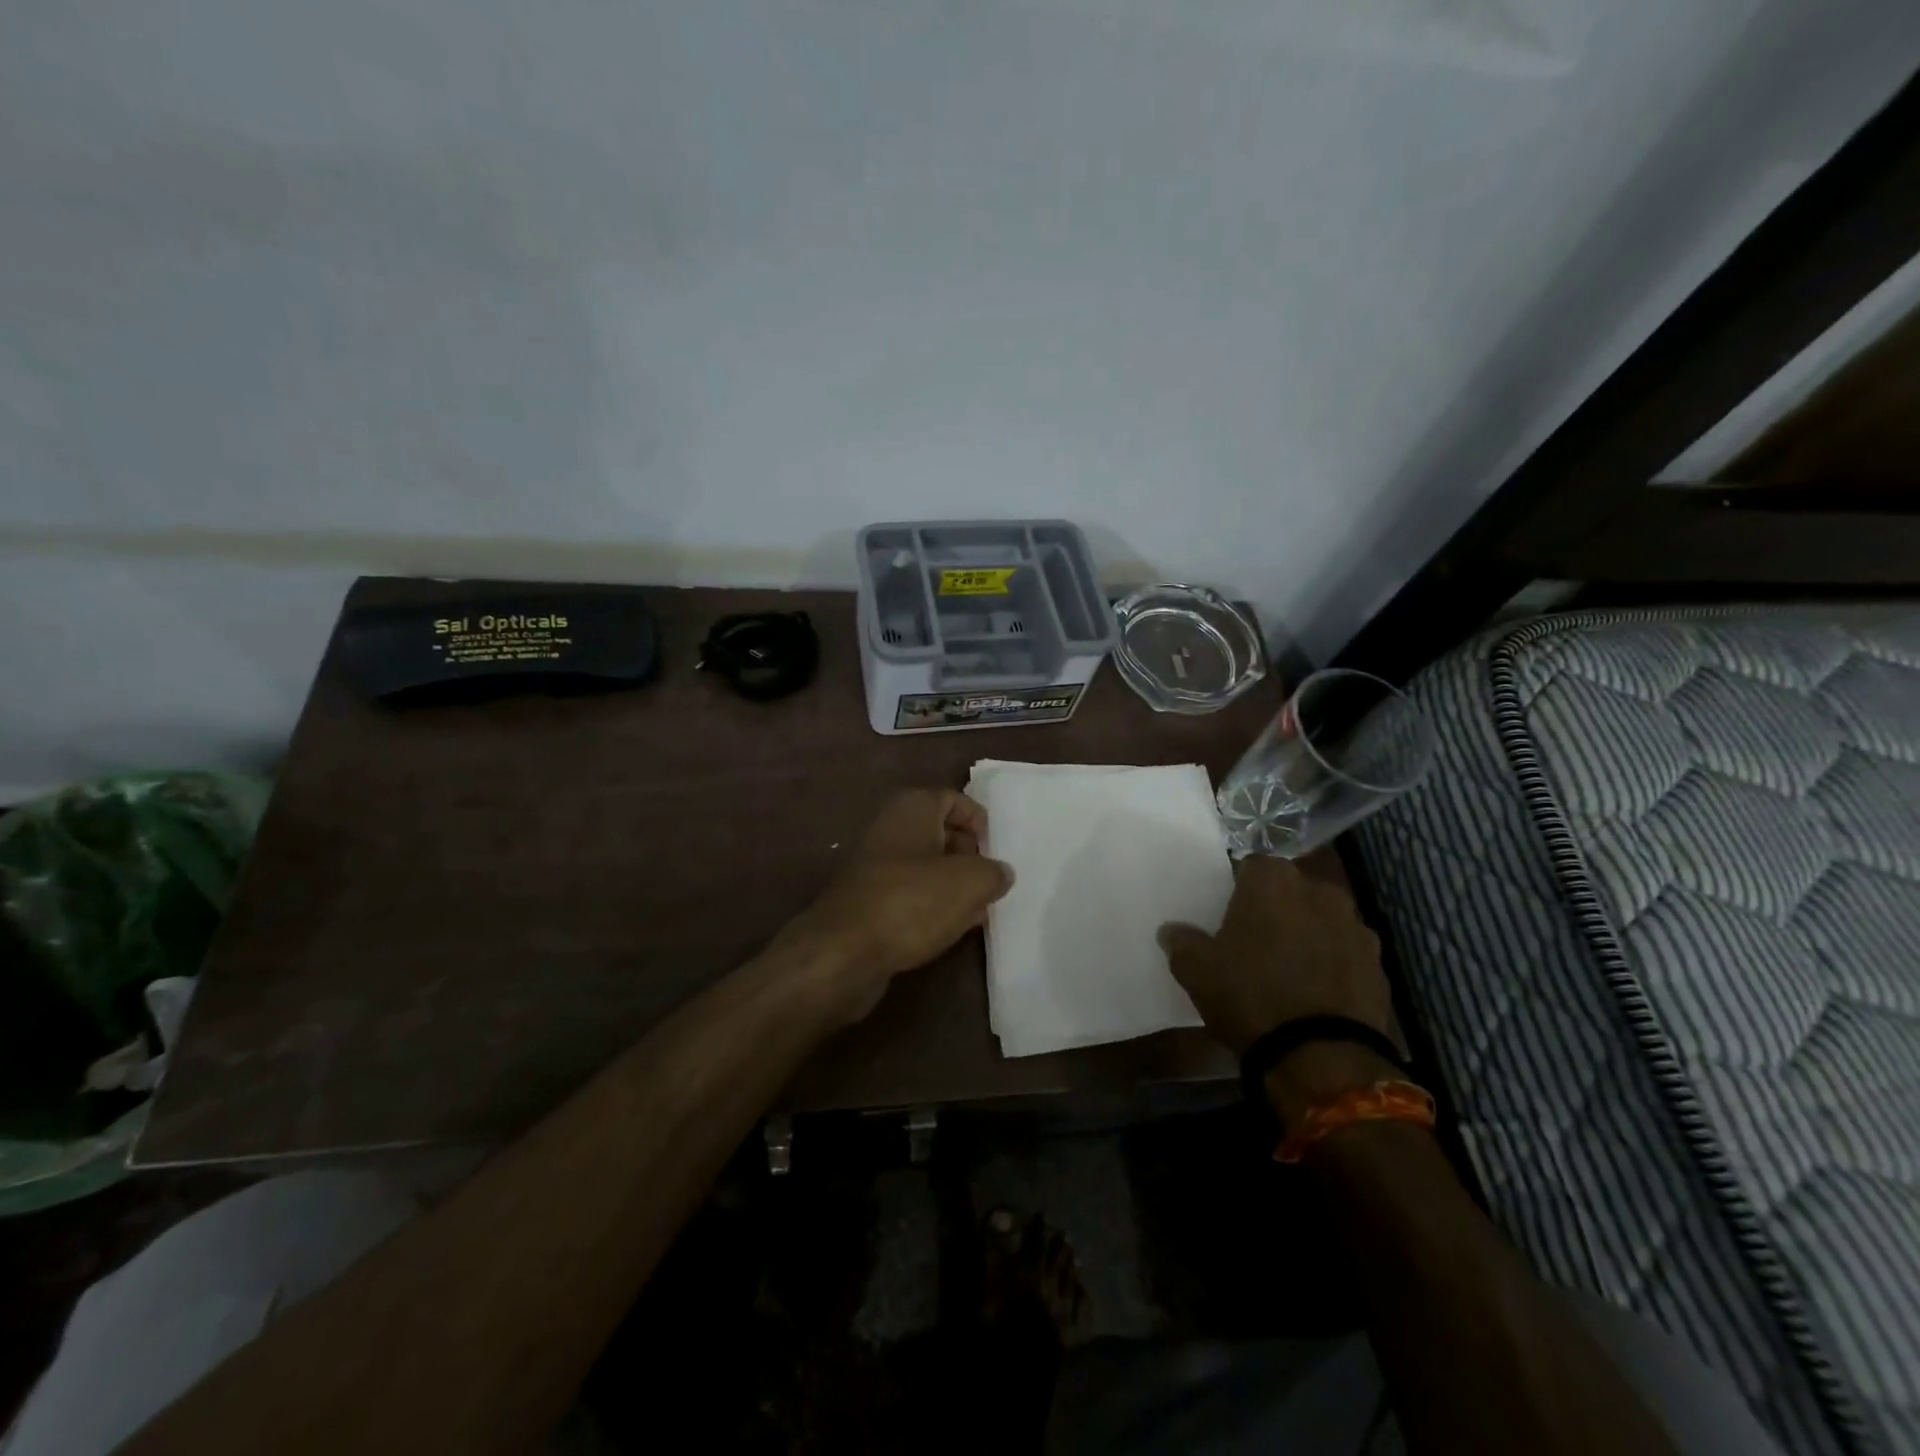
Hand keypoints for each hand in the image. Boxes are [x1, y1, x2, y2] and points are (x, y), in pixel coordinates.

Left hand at [776, 789, 1014, 1022]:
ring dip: (953, 887)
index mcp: (912, 808)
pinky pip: (911, 896)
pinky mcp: (870, 902)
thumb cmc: (911, 901)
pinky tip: (951, 930)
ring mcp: (876, 867)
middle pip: (941, 833)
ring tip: (979, 911)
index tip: (994, 851)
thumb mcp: (969, 882)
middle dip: (969, 857)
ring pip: (926, 868)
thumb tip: (1000, 874)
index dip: (978, 821)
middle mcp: (891, 829)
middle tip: (991, 883)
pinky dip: (932, 908)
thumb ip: (993, 873)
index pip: (953, 799)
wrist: (843, 952)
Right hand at [1159, 857, 1397, 1118]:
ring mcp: (1355, 927)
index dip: (1238, 890)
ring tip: (1288, 970)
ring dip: (1307, 934)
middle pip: (1291, 891)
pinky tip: (1315, 992)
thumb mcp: (1196, 970)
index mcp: (1273, 881)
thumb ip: (1182, 942)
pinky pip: (1345, 953)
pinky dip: (1332, 964)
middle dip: (1276, 909)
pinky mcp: (1379, 964)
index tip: (1227, 916)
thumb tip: (1172, 931)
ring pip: (1321, 920)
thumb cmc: (1250, 996)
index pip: (1251, 867)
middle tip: (1254, 941)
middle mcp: (1319, 891)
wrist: (1321, 1056)